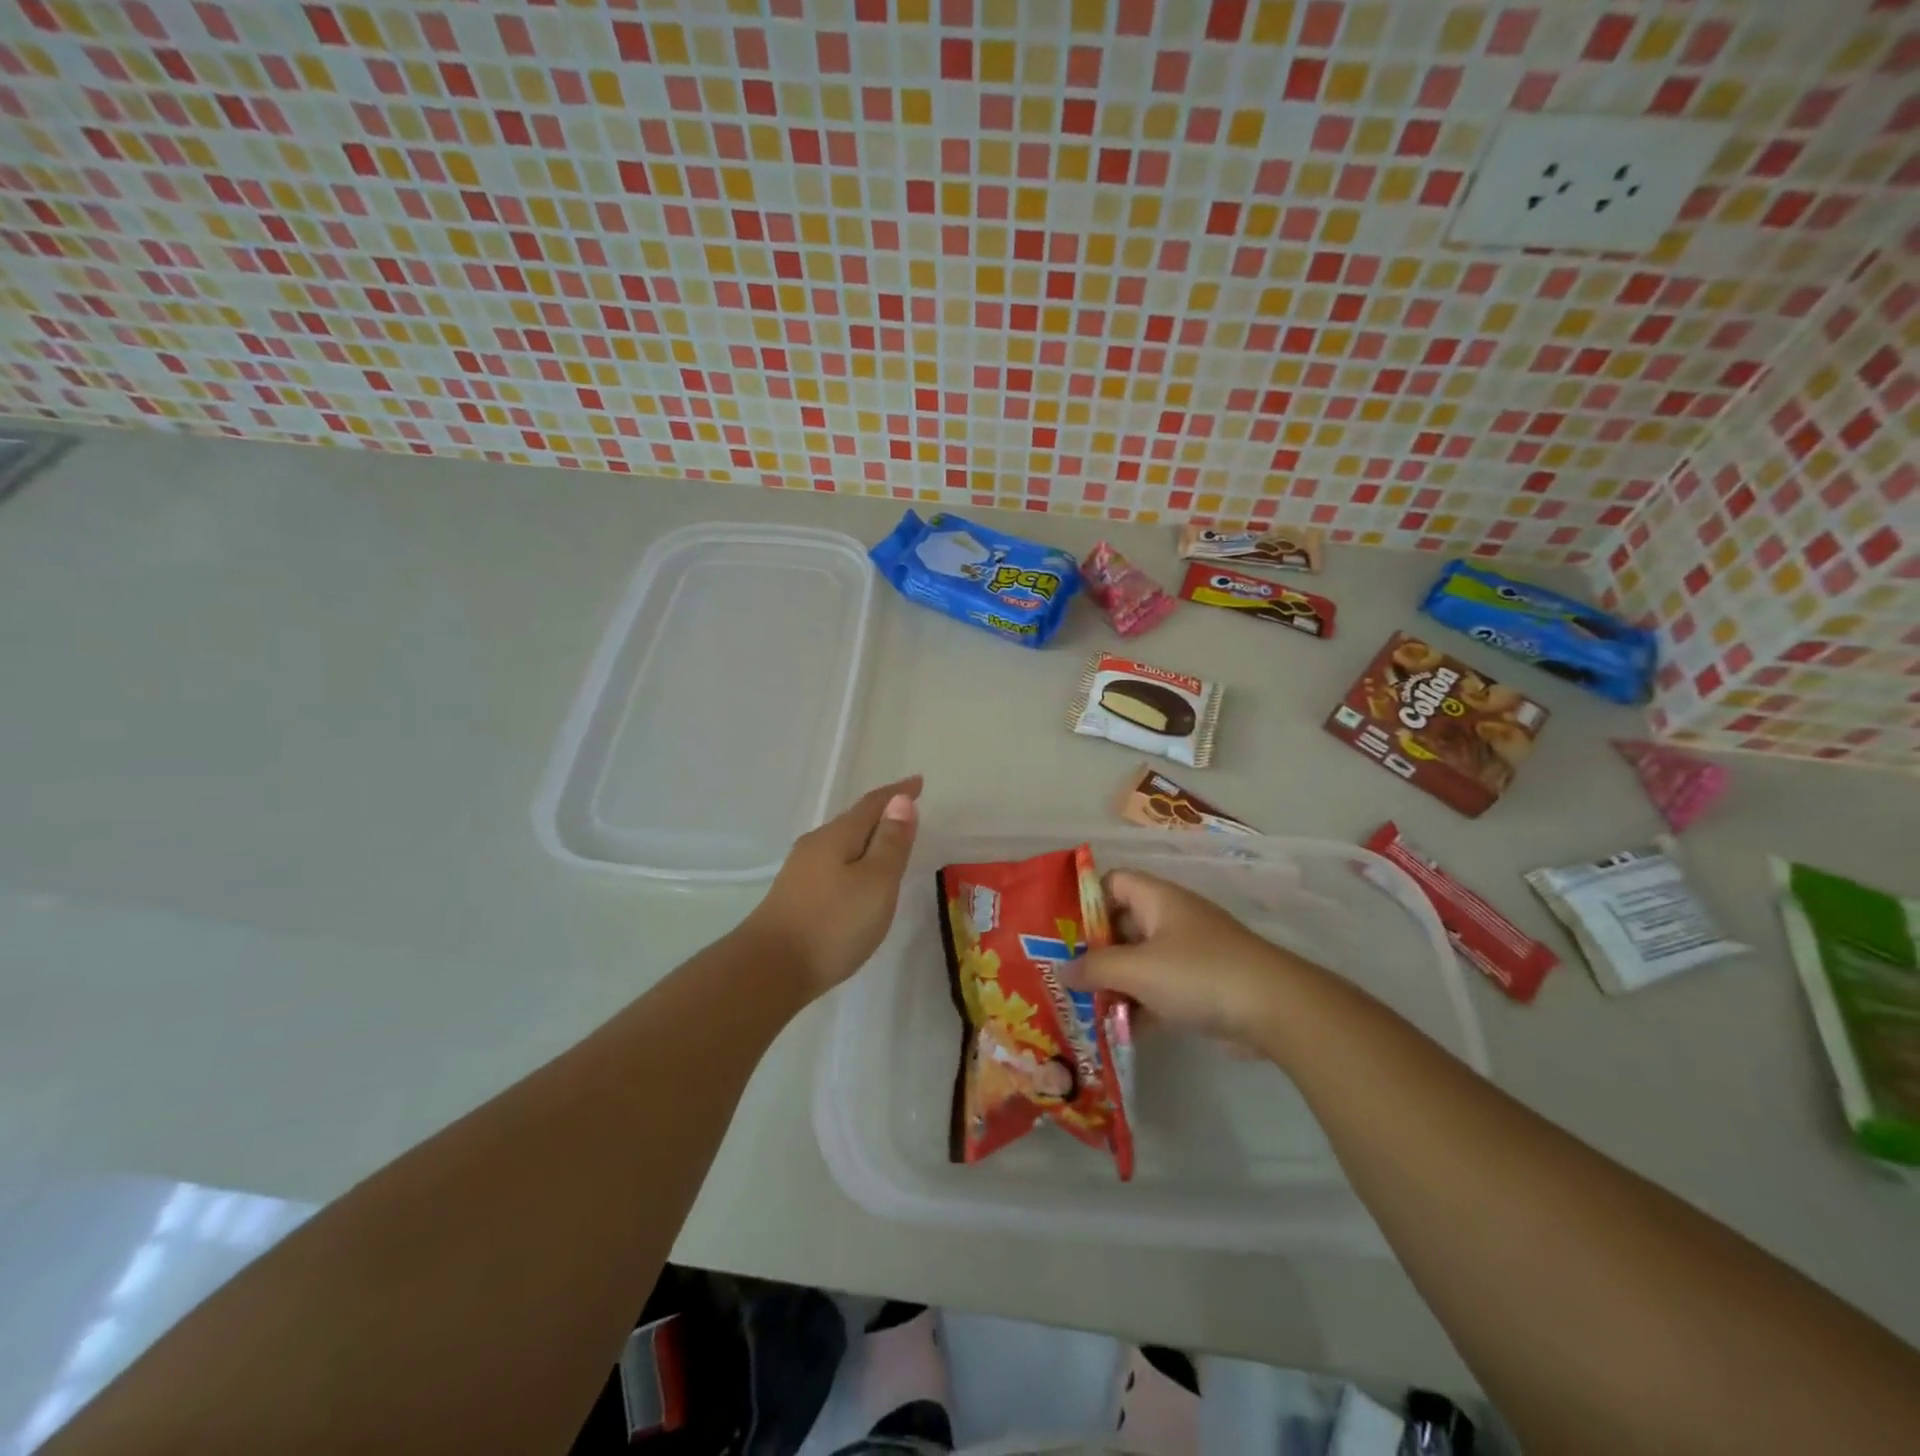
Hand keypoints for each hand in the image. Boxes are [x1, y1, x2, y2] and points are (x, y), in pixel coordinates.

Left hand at [744, 775, 921, 996]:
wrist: (769, 970)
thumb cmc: (833, 924)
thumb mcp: (876, 882)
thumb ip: (891, 842)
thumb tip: (900, 800)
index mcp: (837, 836)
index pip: (873, 804)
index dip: (898, 793)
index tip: (918, 782)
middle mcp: (816, 845)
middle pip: (854, 821)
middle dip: (881, 814)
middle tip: (907, 812)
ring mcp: (801, 871)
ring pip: (841, 844)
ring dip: (866, 839)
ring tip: (887, 844)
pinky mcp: (795, 895)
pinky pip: (832, 864)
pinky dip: (853, 861)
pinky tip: (856, 879)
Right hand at [1067, 869, 1307, 1044]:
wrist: (1274, 1009)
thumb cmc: (1198, 973)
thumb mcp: (1138, 968)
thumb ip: (1095, 968)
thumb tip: (1062, 971)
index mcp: (1157, 899)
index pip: (1112, 883)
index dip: (1085, 901)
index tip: (1060, 931)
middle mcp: (1170, 920)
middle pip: (1121, 926)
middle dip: (1093, 952)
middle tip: (1062, 976)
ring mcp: (1187, 955)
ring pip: (1138, 962)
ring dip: (1113, 984)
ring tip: (1080, 1007)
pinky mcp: (1199, 988)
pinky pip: (1157, 991)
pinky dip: (1138, 1006)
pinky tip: (1114, 1030)